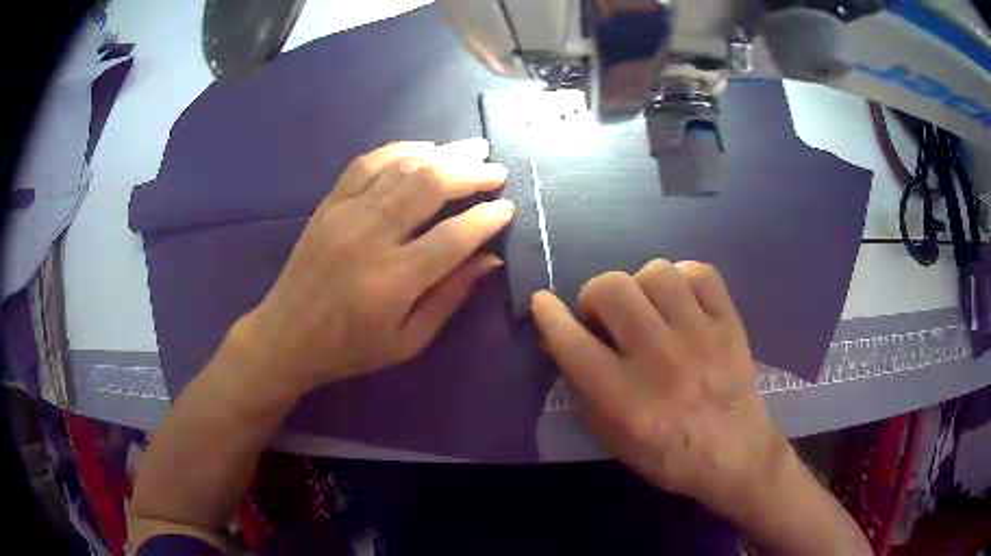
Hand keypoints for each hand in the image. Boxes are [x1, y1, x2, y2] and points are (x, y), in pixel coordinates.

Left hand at [232, 139, 513, 397]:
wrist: (287, 336)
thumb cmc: (350, 348)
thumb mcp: (408, 341)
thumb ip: (450, 297)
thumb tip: (489, 259)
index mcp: (393, 281)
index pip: (453, 237)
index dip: (486, 218)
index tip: (507, 208)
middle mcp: (370, 238)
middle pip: (429, 186)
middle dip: (470, 172)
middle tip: (497, 170)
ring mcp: (345, 214)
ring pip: (401, 168)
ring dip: (443, 153)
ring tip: (472, 150)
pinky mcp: (328, 204)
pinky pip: (366, 163)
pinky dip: (399, 149)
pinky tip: (423, 148)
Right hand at [530, 260, 788, 515]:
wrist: (735, 454)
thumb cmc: (668, 455)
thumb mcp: (611, 437)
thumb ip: (582, 389)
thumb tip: (561, 340)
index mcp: (624, 398)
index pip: (572, 342)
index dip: (549, 316)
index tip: (542, 303)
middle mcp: (660, 359)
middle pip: (612, 289)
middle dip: (596, 297)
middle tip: (608, 319)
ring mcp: (700, 336)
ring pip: (656, 272)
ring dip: (641, 288)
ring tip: (649, 310)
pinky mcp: (729, 324)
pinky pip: (700, 273)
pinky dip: (683, 280)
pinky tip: (682, 302)